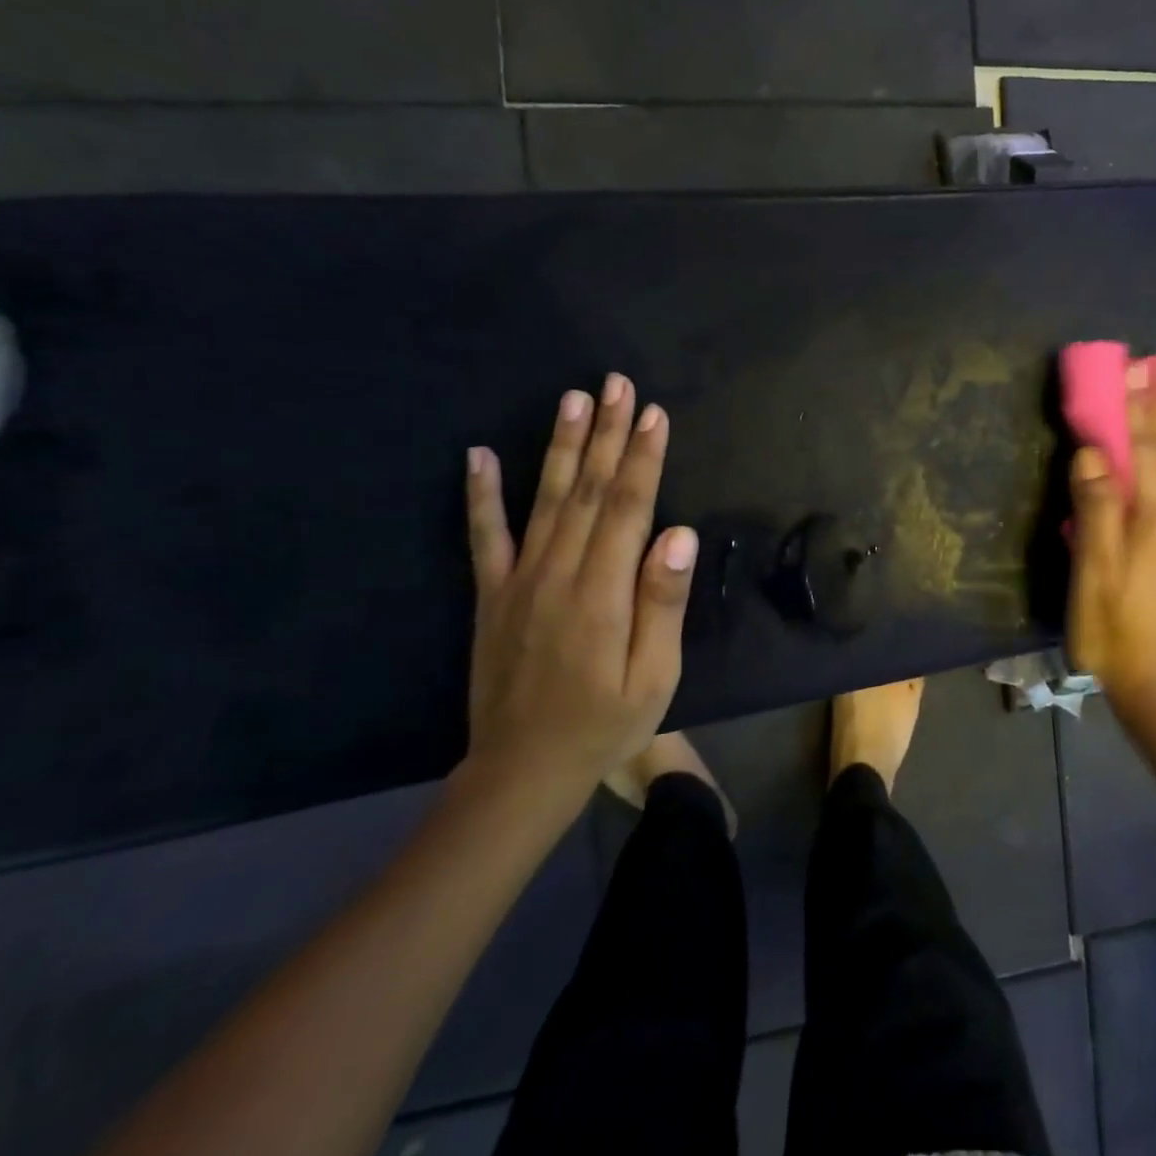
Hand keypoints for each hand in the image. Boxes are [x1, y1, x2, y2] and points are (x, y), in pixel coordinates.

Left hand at [462, 375, 697, 812]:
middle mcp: (557, 574)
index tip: (654, 413)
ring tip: (572, 399)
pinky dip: (480, 494)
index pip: (628, 509)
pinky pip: (483, 537)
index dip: (643, 458)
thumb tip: (677, 535)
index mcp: (602, 593)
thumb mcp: (654, 676)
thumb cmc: (605, 723)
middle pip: (589, 491)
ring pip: (545, 500)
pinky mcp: (492, 595)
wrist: (522, 771)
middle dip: (607, 434)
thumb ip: (662, 603)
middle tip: (617, 384)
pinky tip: (478, 455)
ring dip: (561, 447)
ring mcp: (518, 582)